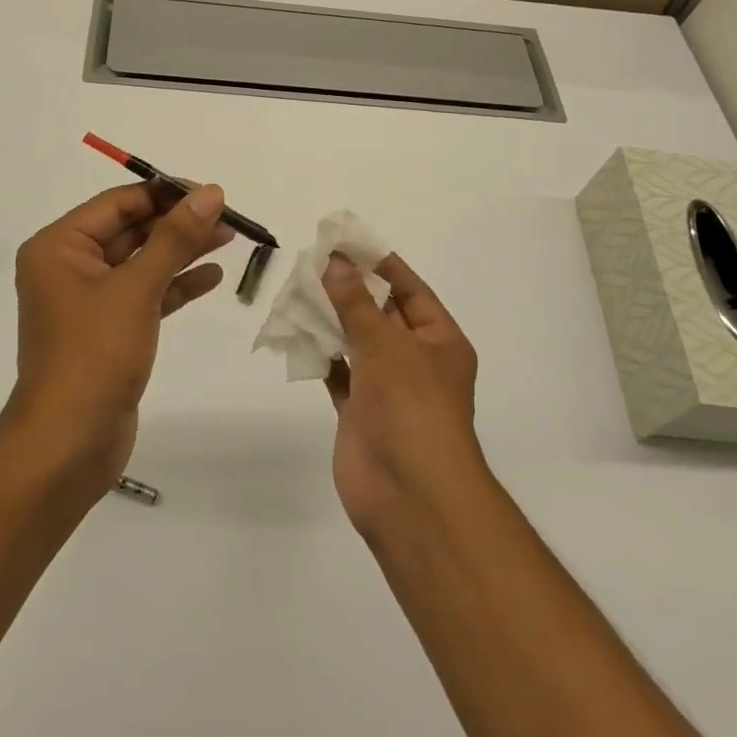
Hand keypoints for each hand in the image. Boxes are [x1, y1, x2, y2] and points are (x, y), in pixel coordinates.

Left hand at [4, 180, 231, 486]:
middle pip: (131, 230)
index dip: (165, 193)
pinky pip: (145, 295)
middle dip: (178, 223)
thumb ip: (174, 238)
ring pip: (142, 262)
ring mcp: (88, 301)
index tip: (211, 192)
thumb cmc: (94, 355)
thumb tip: (210, 193)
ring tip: (228, 237)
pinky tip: (211, 277)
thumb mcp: (137, 288)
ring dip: (182, 251)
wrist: (69, 442)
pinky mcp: (108, 331)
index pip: (118, 203)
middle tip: (227, 216)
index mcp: (59, 247)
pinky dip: (175, 285)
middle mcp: (69, 267)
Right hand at [322, 252, 483, 538]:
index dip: (380, 264)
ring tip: (297, 290)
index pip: (410, 291)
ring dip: (331, 320)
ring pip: (356, 342)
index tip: (346, 242)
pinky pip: (339, 373)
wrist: (409, 494)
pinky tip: (296, 334)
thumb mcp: (385, 344)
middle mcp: (416, 360)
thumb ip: (355, 303)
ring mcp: (387, 388)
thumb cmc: (411, 407)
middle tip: (313, 262)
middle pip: (381, 314)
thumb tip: (335, 262)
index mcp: (439, 340)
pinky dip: (321, 355)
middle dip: (350, 289)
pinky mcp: (360, 412)